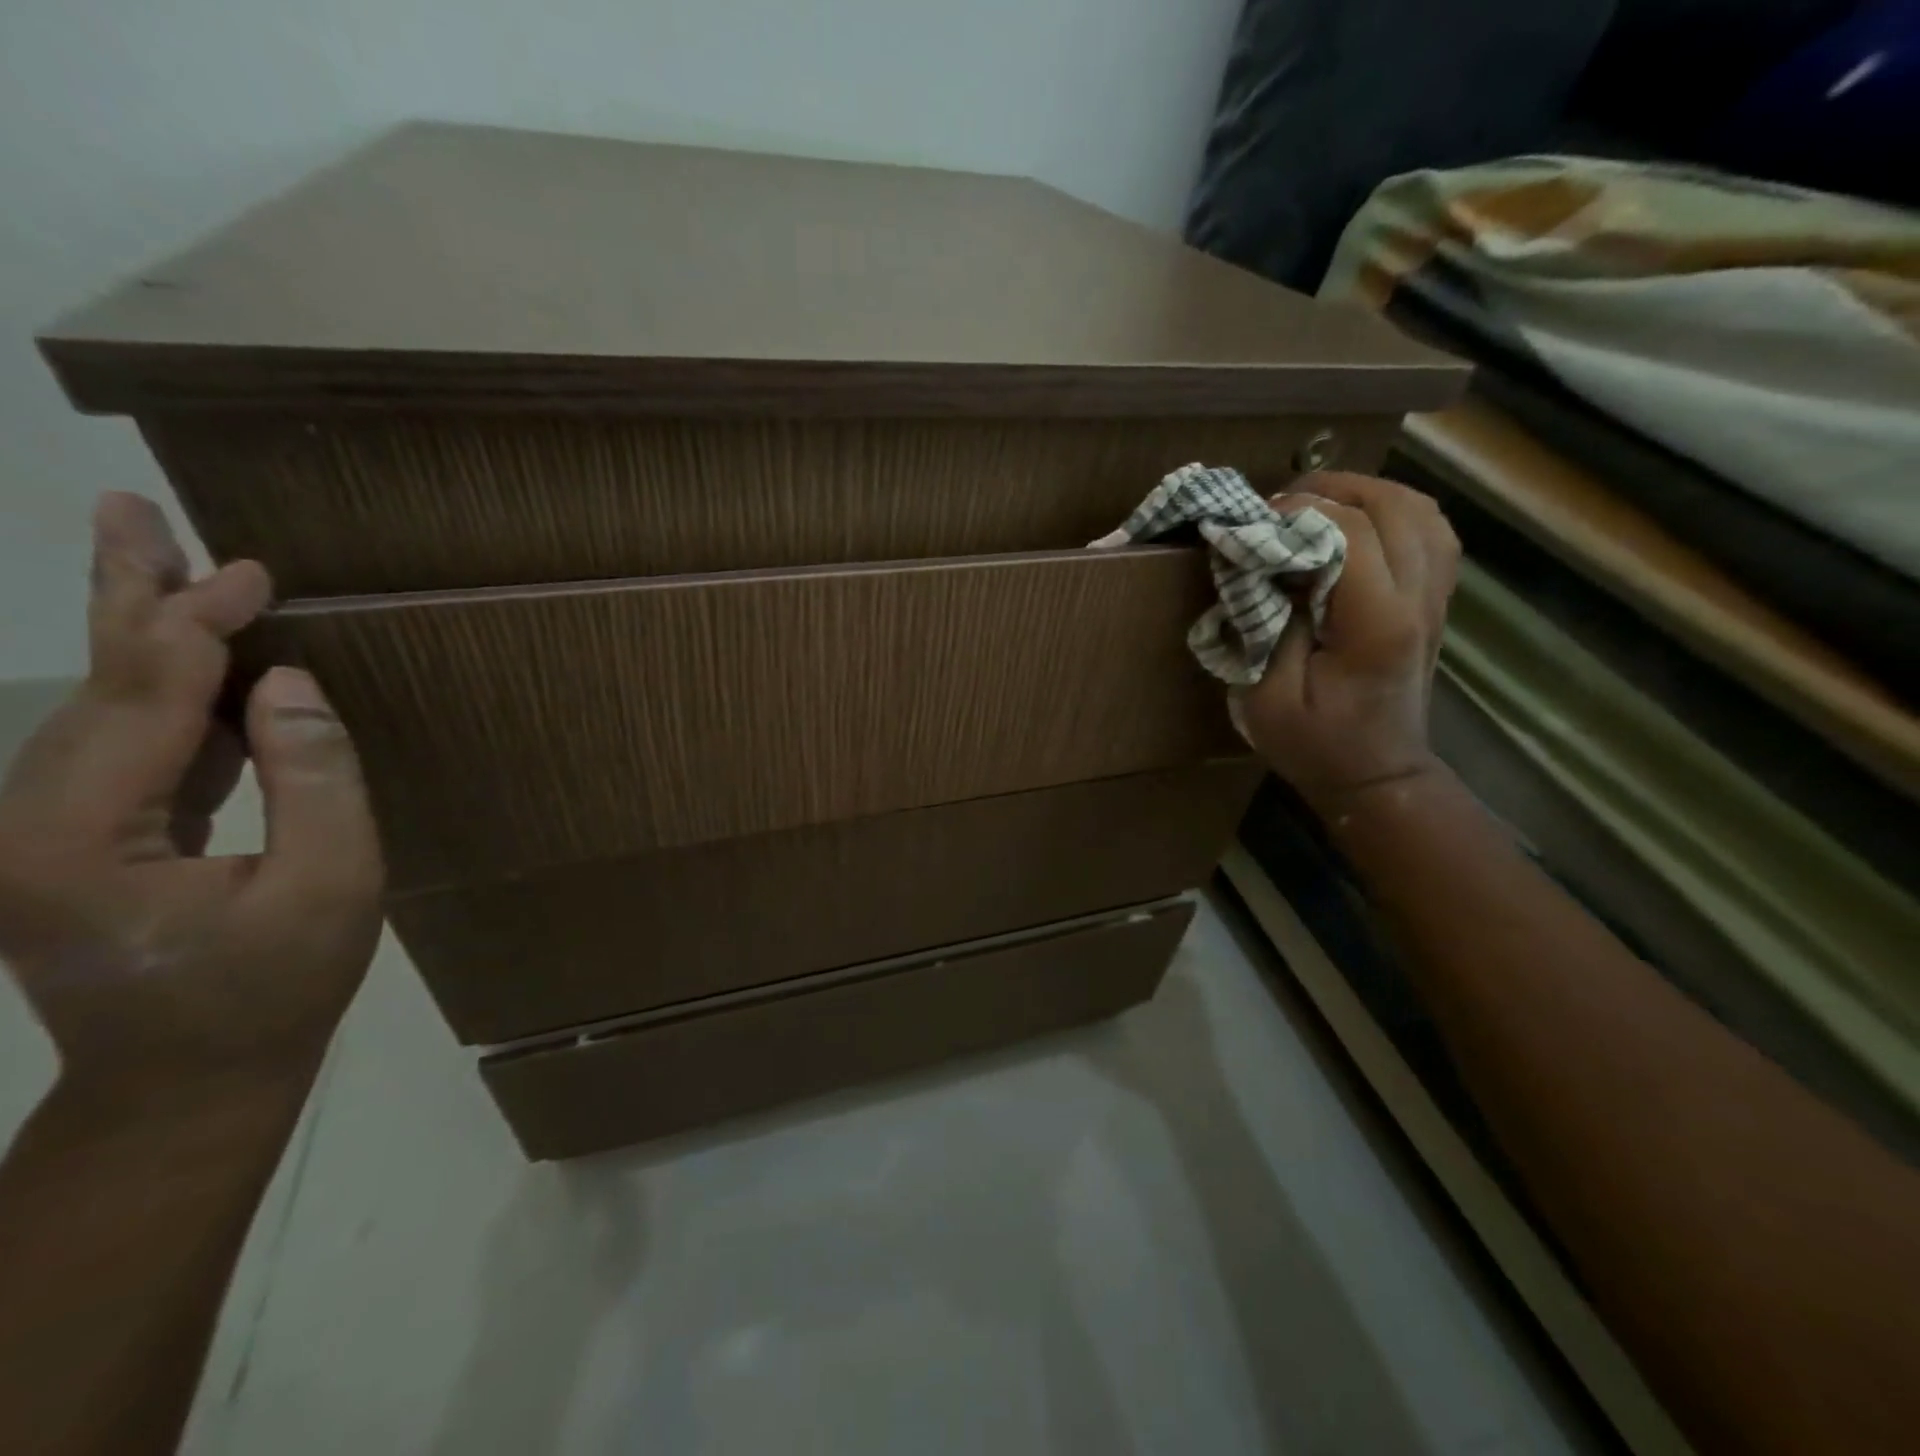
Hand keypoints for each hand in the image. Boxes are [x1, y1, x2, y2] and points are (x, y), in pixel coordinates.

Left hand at [0, 493, 383, 1094]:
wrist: (191, 1080)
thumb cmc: (275, 989)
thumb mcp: (331, 885)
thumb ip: (315, 780)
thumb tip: (287, 684)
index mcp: (76, 840)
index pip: (145, 701)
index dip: (198, 627)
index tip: (252, 571)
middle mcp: (23, 825)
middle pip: (93, 688)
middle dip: (127, 597)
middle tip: (129, 510)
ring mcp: (37, 835)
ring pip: (100, 708)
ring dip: (143, 634)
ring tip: (166, 564)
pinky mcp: (72, 841)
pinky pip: (126, 746)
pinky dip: (165, 691)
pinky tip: (198, 660)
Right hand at [1238, 473, 1459, 816]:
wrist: (1377, 775)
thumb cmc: (1314, 745)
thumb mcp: (1265, 699)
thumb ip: (1264, 627)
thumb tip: (1262, 568)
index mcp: (1375, 625)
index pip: (1350, 535)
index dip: (1300, 512)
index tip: (1254, 519)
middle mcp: (1418, 599)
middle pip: (1393, 506)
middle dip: (1331, 491)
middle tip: (1280, 503)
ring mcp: (1436, 597)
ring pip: (1420, 509)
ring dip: (1365, 494)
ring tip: (1316, 505)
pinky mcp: (1436, 600)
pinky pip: (1431, 531)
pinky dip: (1393, 512)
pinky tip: (1358, 524)